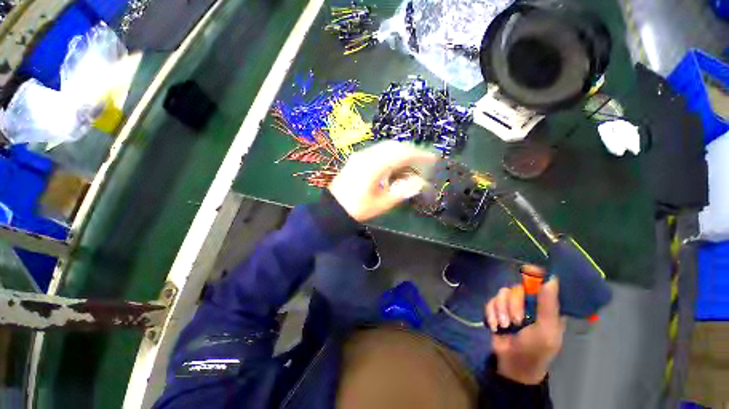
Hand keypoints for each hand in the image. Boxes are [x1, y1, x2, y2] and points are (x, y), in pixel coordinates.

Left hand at [329, 141, 435, 221]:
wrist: (333, 207)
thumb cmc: (358, 208)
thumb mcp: (381, 204)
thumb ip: (401, 191)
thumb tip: (419, 182)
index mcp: (374, 166)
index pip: (401, 154)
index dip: (419, 154)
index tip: (432, 158)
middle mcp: (367, 156)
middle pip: (394, 146)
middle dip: (411, 151)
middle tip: (423, 160)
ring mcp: (360, 155)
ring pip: (385, 147)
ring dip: (401, 151)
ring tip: (411, 162)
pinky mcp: (357, 158)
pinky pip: (378, 150)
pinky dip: (390, 154)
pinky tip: (394, 163)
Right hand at [484, 277, 564, 384]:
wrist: (512, 364)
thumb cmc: (535, 350)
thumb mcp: (546, 330)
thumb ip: (548, 306)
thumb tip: (552, 278)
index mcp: (546, 307)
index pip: (542, 284)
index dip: (535, 275)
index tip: (527, 270)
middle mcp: (529, 302)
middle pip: (517, 288)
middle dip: (513, 304)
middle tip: (516, 321)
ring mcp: (512, 305)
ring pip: (502, 293)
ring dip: (501, 310)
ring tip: (504, 326)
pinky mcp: (497, 309)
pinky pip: (491, 301)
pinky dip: (491, 313)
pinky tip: (495, 325)